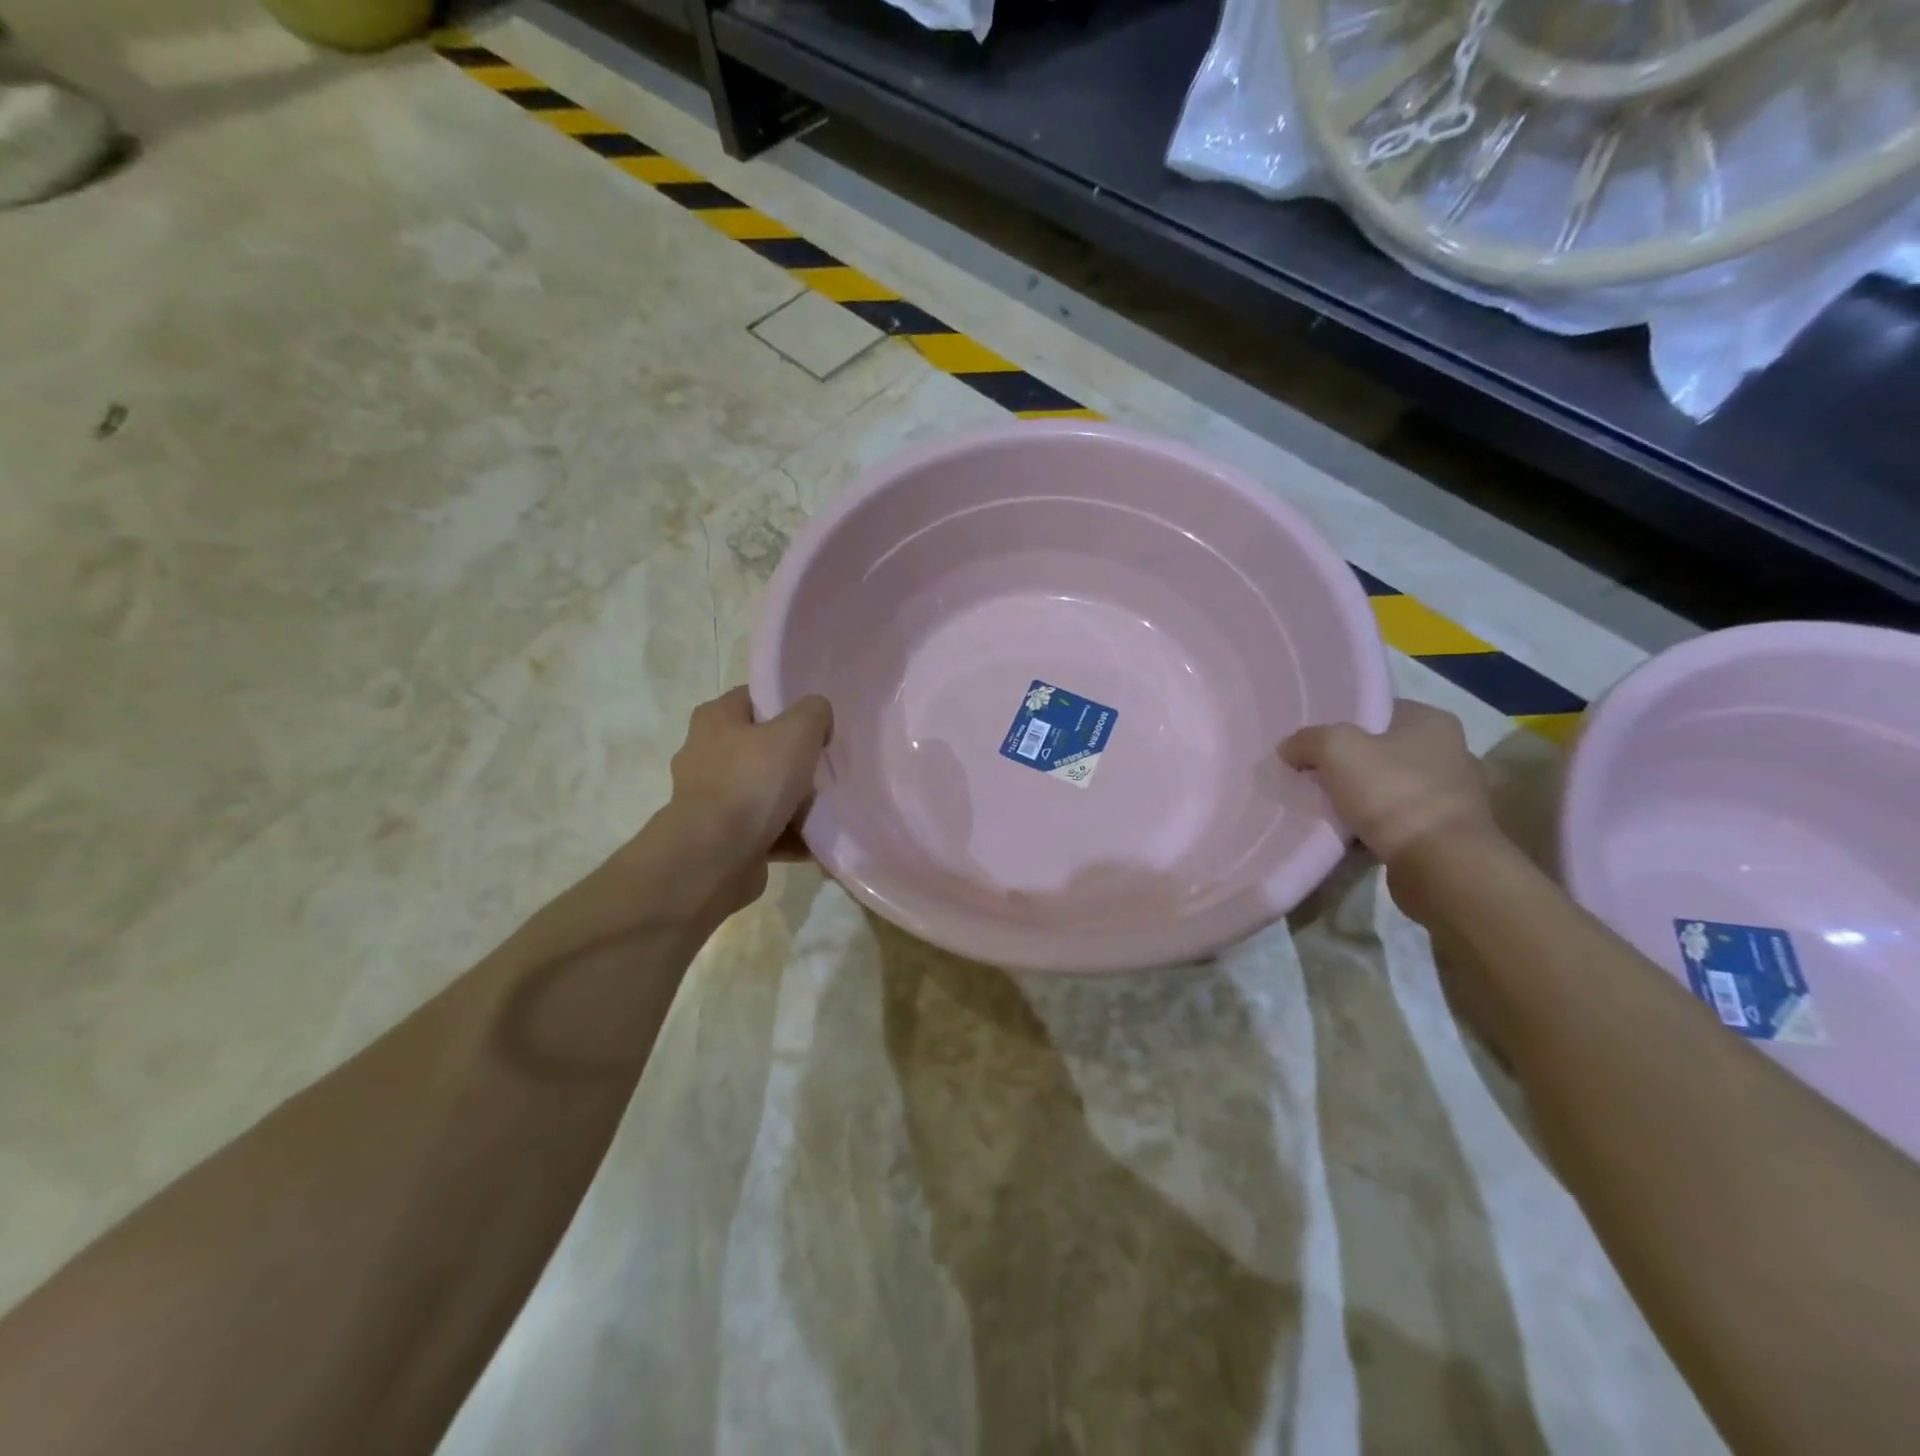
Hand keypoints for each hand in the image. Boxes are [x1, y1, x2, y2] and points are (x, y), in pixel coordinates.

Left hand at [661, 686, 832, 922]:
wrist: (715, 858)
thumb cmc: (753, 782)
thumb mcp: (797, 731)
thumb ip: (814, 712)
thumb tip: (818, 719)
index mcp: (716, 719)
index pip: (754, 699)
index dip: (786, 706)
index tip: (817, 724)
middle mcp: (706, 754)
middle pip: (762, 748)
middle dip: (795, 759)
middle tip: (825, 766)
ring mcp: (711, 799)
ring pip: (765, 791)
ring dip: (795, 802)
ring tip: (826, 808)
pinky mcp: (721, 837)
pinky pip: (765, 829)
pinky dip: (789, 835)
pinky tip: (816, 840)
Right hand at [1281, 699, 1498, 869]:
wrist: (1440, 865)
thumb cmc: (1393, 793)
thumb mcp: (1336, 749)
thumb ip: (1307, 740)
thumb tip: (1290, 749)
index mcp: (1432, 721)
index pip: (1377, 709)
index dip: (1341, 720)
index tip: (1311, 740)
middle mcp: (1448, 752)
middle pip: (1380, 750)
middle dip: (1346, 763)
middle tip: (1308, 772)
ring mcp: (1450, 796)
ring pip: (1385, 787)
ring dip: (1357, 797)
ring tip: (1322, 806)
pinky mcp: (1444, 833)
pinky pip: (1394, 821)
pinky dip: (1370, 826)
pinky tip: (1345, 834)